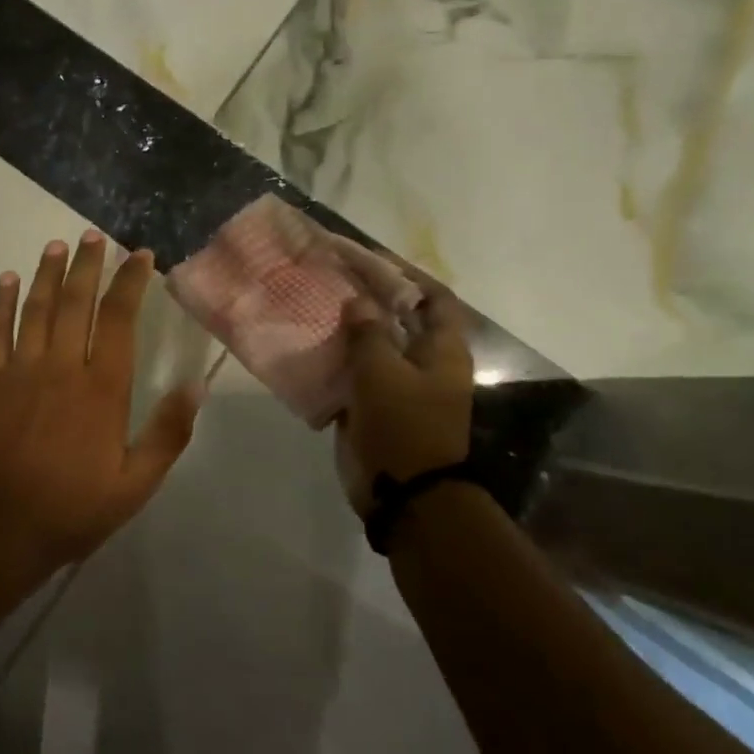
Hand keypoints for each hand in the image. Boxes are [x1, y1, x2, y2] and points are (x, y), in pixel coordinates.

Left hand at [0, 231, 204, 568]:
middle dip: (88, 264)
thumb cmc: (72, 508)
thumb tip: (197, 385)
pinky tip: (7, 279)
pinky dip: (1, 302)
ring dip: (48, 273)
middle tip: (94, 236)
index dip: (130, 283)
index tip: (140, 255)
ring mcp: (20, 369)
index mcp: (102, 388)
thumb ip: (168, 433)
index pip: (119, 319)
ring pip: (37, 308)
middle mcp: (62, 366)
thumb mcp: (135, 484)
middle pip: (77, 302)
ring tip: (58, 245)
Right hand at [336, 268, 473, 517]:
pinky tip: (311, 347)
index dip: (408, 276)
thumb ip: (368, 332)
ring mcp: (402, 387)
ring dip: (351, 330)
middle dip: (371, 299)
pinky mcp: (377, 407)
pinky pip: (358, 374)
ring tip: (317, 307)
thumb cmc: (402, 425)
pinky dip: (339, 360)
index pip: (435, 299)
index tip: (371, 260)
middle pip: (401, 320)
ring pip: (376, 347)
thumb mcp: (382, 371)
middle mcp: (426, 363)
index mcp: (442, 350)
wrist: (402, 493)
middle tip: (335, 280)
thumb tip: (359, 303)